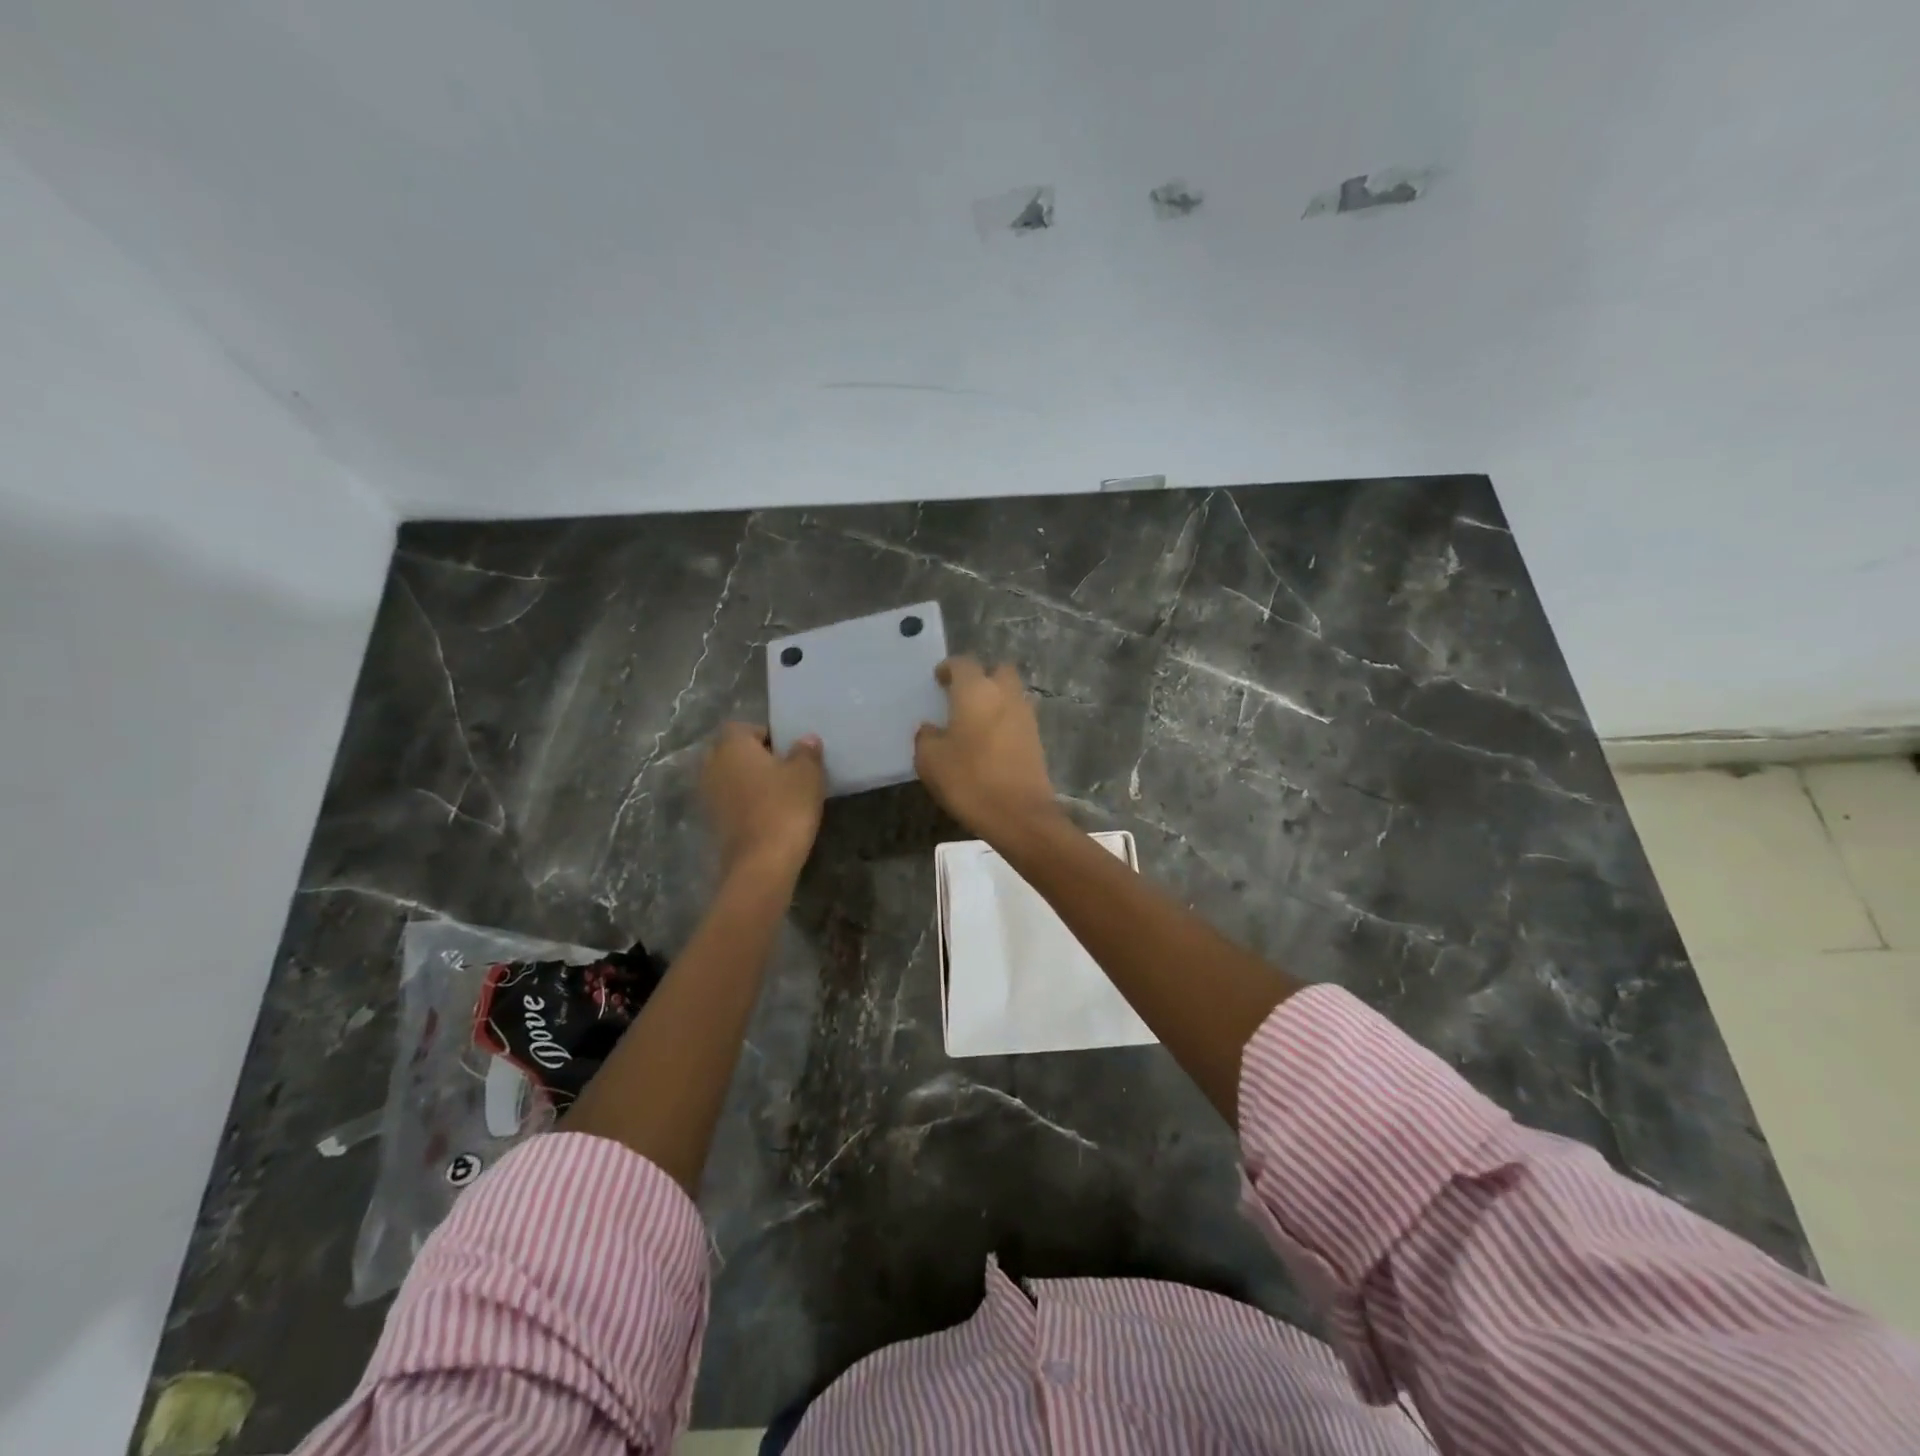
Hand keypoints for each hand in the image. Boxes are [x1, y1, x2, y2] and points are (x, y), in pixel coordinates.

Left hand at [702, 723, 824, 879]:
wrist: (761, 864)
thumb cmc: (784, 808)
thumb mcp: (807, 774)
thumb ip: (806, 752)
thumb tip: (805, 740)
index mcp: (731, 745)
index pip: (743, 727)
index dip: (766, 734)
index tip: (788, 749)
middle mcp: (712, 765)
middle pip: (732, 752)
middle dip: (755, 757)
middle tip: (785, 769)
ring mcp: (708, 796)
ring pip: (730, 777)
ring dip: (749, 781)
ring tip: (779, 792)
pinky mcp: (711, 822)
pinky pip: (730, 801)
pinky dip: (745, 803)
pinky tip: (769, 813)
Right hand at [915, 658, 1062, 840]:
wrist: (1018, 814)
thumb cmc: (969, 780)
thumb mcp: (930, 760)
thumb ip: (926, 737)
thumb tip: (930, 728)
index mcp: (976, 691)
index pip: (963, 664)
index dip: (949, 668)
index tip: (939, 679)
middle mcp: (1005, 695)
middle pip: (997, 670)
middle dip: (981, 676)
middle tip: (962, 694)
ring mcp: (1025, 716)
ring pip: (1011, 693)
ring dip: (996, 698)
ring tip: (975, 719)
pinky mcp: (1037, 738)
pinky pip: (1018, 717)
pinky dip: (1005, 720)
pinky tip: (989, 740)